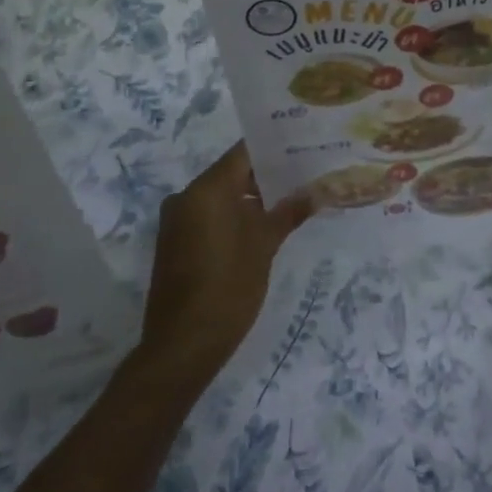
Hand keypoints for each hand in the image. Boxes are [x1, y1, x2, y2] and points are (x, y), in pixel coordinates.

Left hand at [138, 142, 313, 387]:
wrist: (183, 346)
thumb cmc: (228, 287)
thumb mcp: (265, 246)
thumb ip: (289, 212)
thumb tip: (316, 191)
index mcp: (206, 189)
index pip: (243, 153)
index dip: (273, 149)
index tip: (301, 146)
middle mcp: (186, 197)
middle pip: (232, 173)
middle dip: (267, 175)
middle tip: (304, 174)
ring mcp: (177, 221)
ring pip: (220, 196)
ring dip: (251, 197)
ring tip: (290, 199)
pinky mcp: (175, 243)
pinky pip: (208, 215)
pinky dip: (233, 215)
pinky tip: (262, 226)